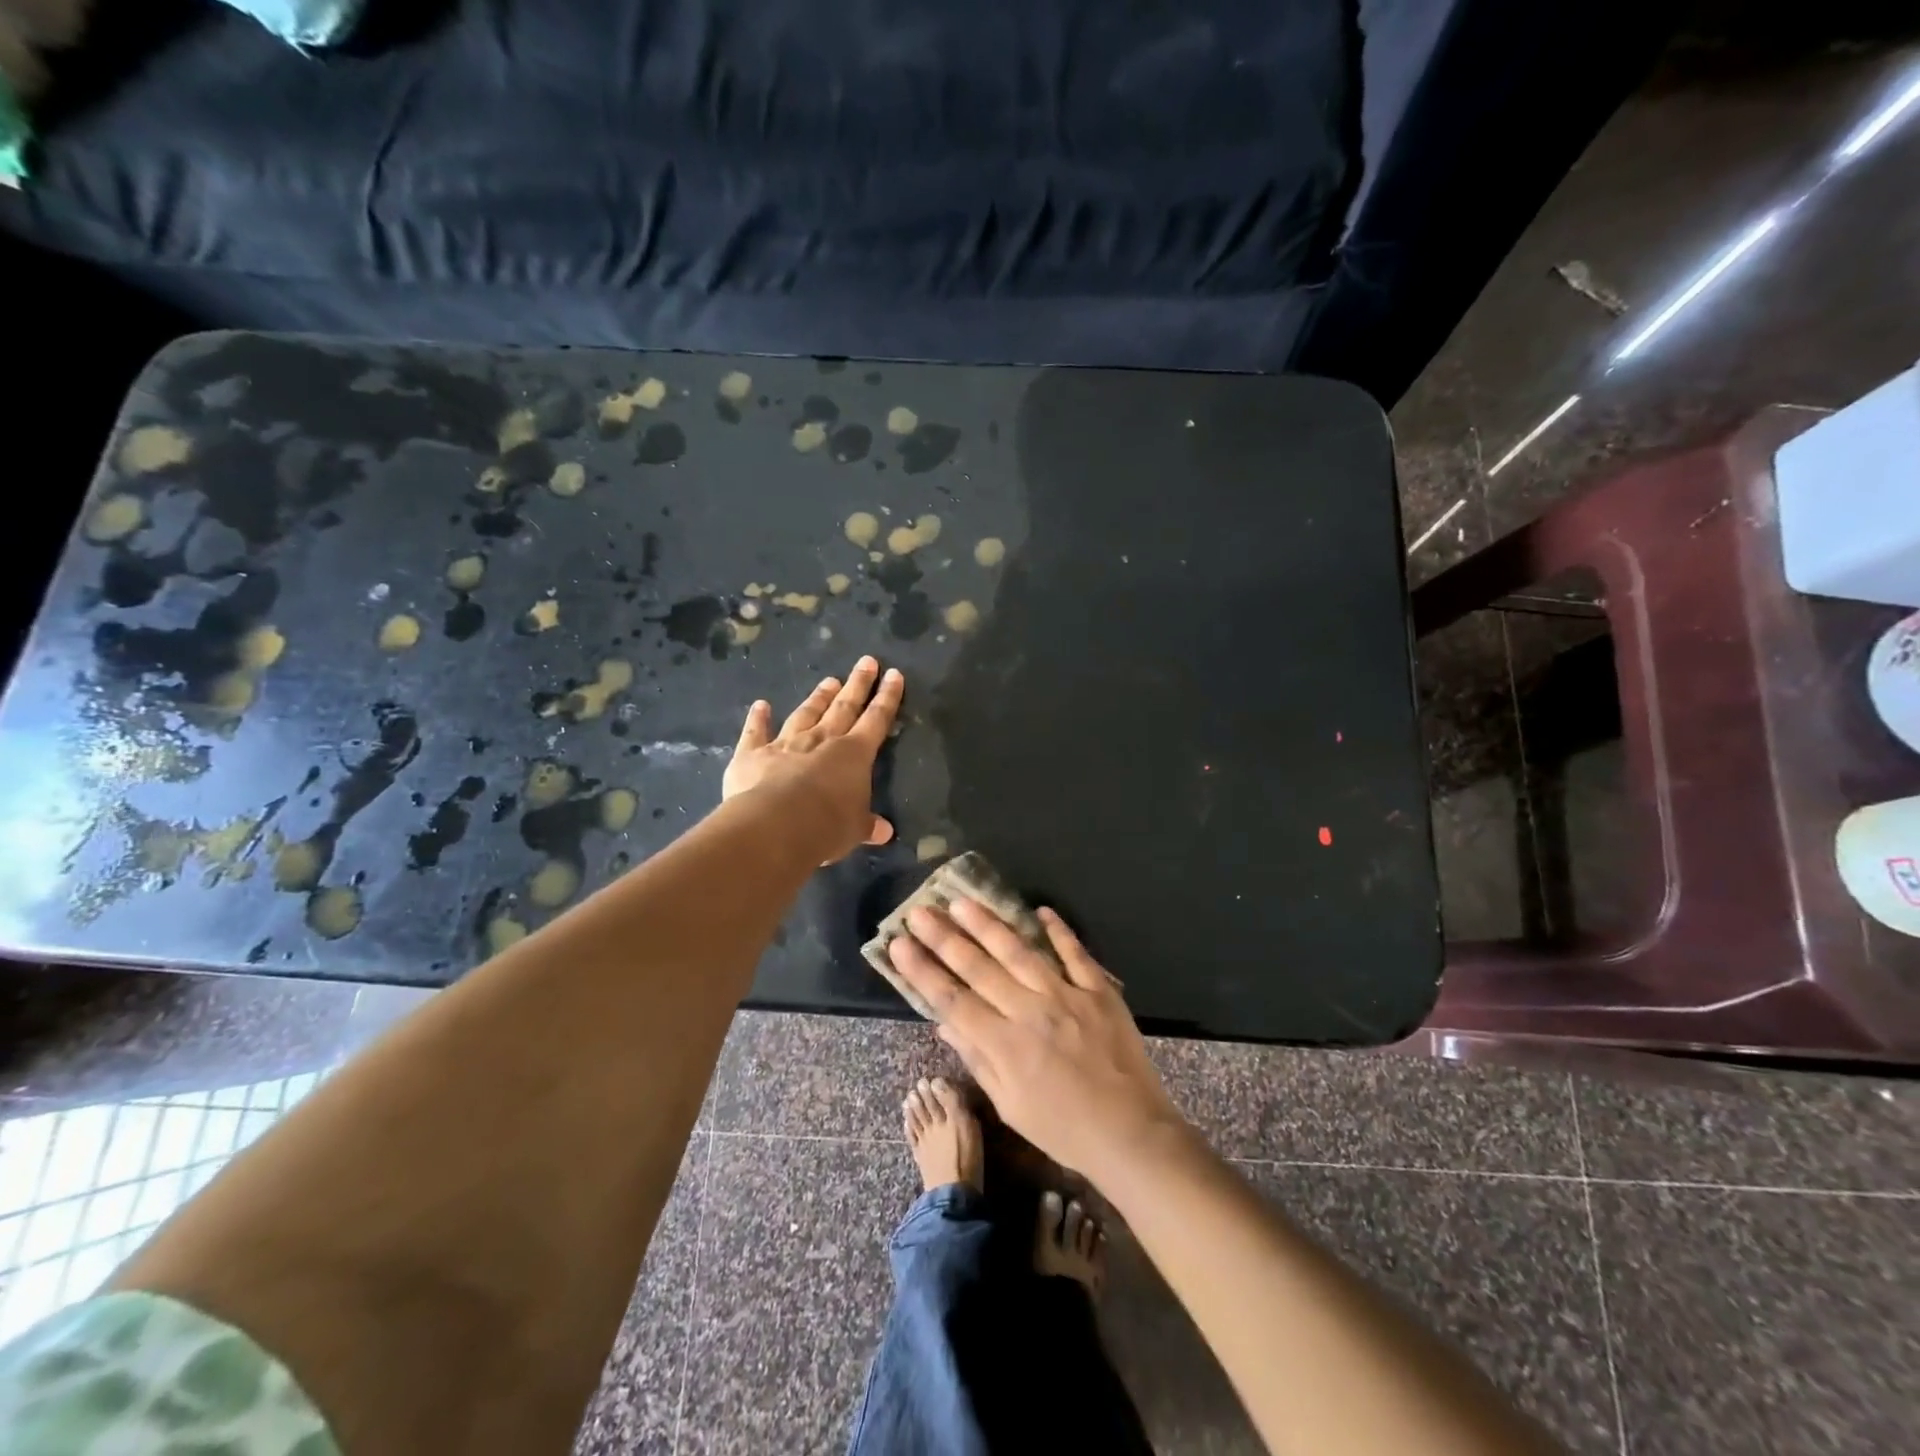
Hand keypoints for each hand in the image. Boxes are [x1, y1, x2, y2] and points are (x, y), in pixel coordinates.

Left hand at [723, 656, 904, 863]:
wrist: (776, 826)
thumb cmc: (827, 826)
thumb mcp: (854, 829)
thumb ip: (866, 825)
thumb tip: (883, 832)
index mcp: (855, 754)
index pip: (877, 720)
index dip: (887, 698)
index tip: (893, 675)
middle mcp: (822, 740)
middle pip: (844, 706)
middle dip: (858, 684)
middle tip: (866, 661)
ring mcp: (786, 743)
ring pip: (806, 713)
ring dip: (818, 697)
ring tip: (829, 680)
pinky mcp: (752, 754)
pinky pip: (756, 732)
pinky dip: (758, 718)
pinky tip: (760, 705)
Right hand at [886, 897, 1184, 1180]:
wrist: (1131, 1132)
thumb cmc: (1063, 1128)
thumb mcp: (1010, 1106)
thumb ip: (978, 1059)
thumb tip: (944, 1023)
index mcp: (1004, 1044)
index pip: (952, 998)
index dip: (922, 970)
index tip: (899, 944)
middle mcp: (1029, 1011)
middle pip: (979, 967)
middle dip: (944, 937)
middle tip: (920, 911)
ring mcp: (1066, 995)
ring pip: (1019, 951)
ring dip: (988, 924)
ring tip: (963, 901)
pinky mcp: (1098, 991)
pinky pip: (1075, 953)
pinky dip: (1058, 931)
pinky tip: (1040, 910)